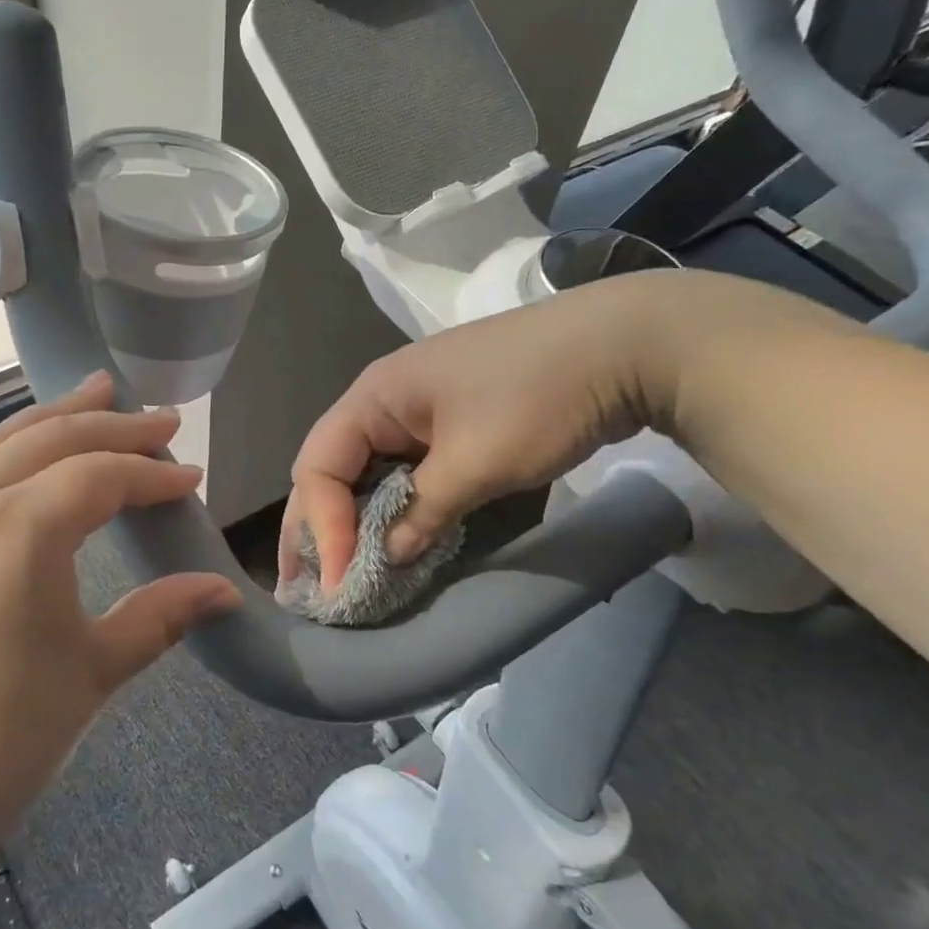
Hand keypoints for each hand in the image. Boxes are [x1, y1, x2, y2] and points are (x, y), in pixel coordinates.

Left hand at [0, 372, 240, 851]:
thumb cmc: (0, 738)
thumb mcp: (94, 670)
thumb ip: (161, 616)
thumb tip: (225, 591)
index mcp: (21, 528)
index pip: (101, 476)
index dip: (152, 474)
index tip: (192, 480)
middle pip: (50, 440)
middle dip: (110, 424)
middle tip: (158, 417)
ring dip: (52, 419)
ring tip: (92, 396)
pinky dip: (7, 449)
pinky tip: (24, 458)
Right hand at [282, 273, 679, 588]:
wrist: (627, 345)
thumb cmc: (539, 397)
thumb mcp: (476, 462)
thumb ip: (422, 513)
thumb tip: (388, 558)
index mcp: (375, 397)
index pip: (320, 466)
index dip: (321, 526)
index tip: (338, 582)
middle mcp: (385, 401)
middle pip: (332, 467)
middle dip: (315, 525)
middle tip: (301, 582)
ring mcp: (419, 411)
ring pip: (367, 472)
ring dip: (351, 521)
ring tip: (336, 571)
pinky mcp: (452, 424)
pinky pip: (404, 472)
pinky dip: (392, 510)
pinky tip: (391, 541)